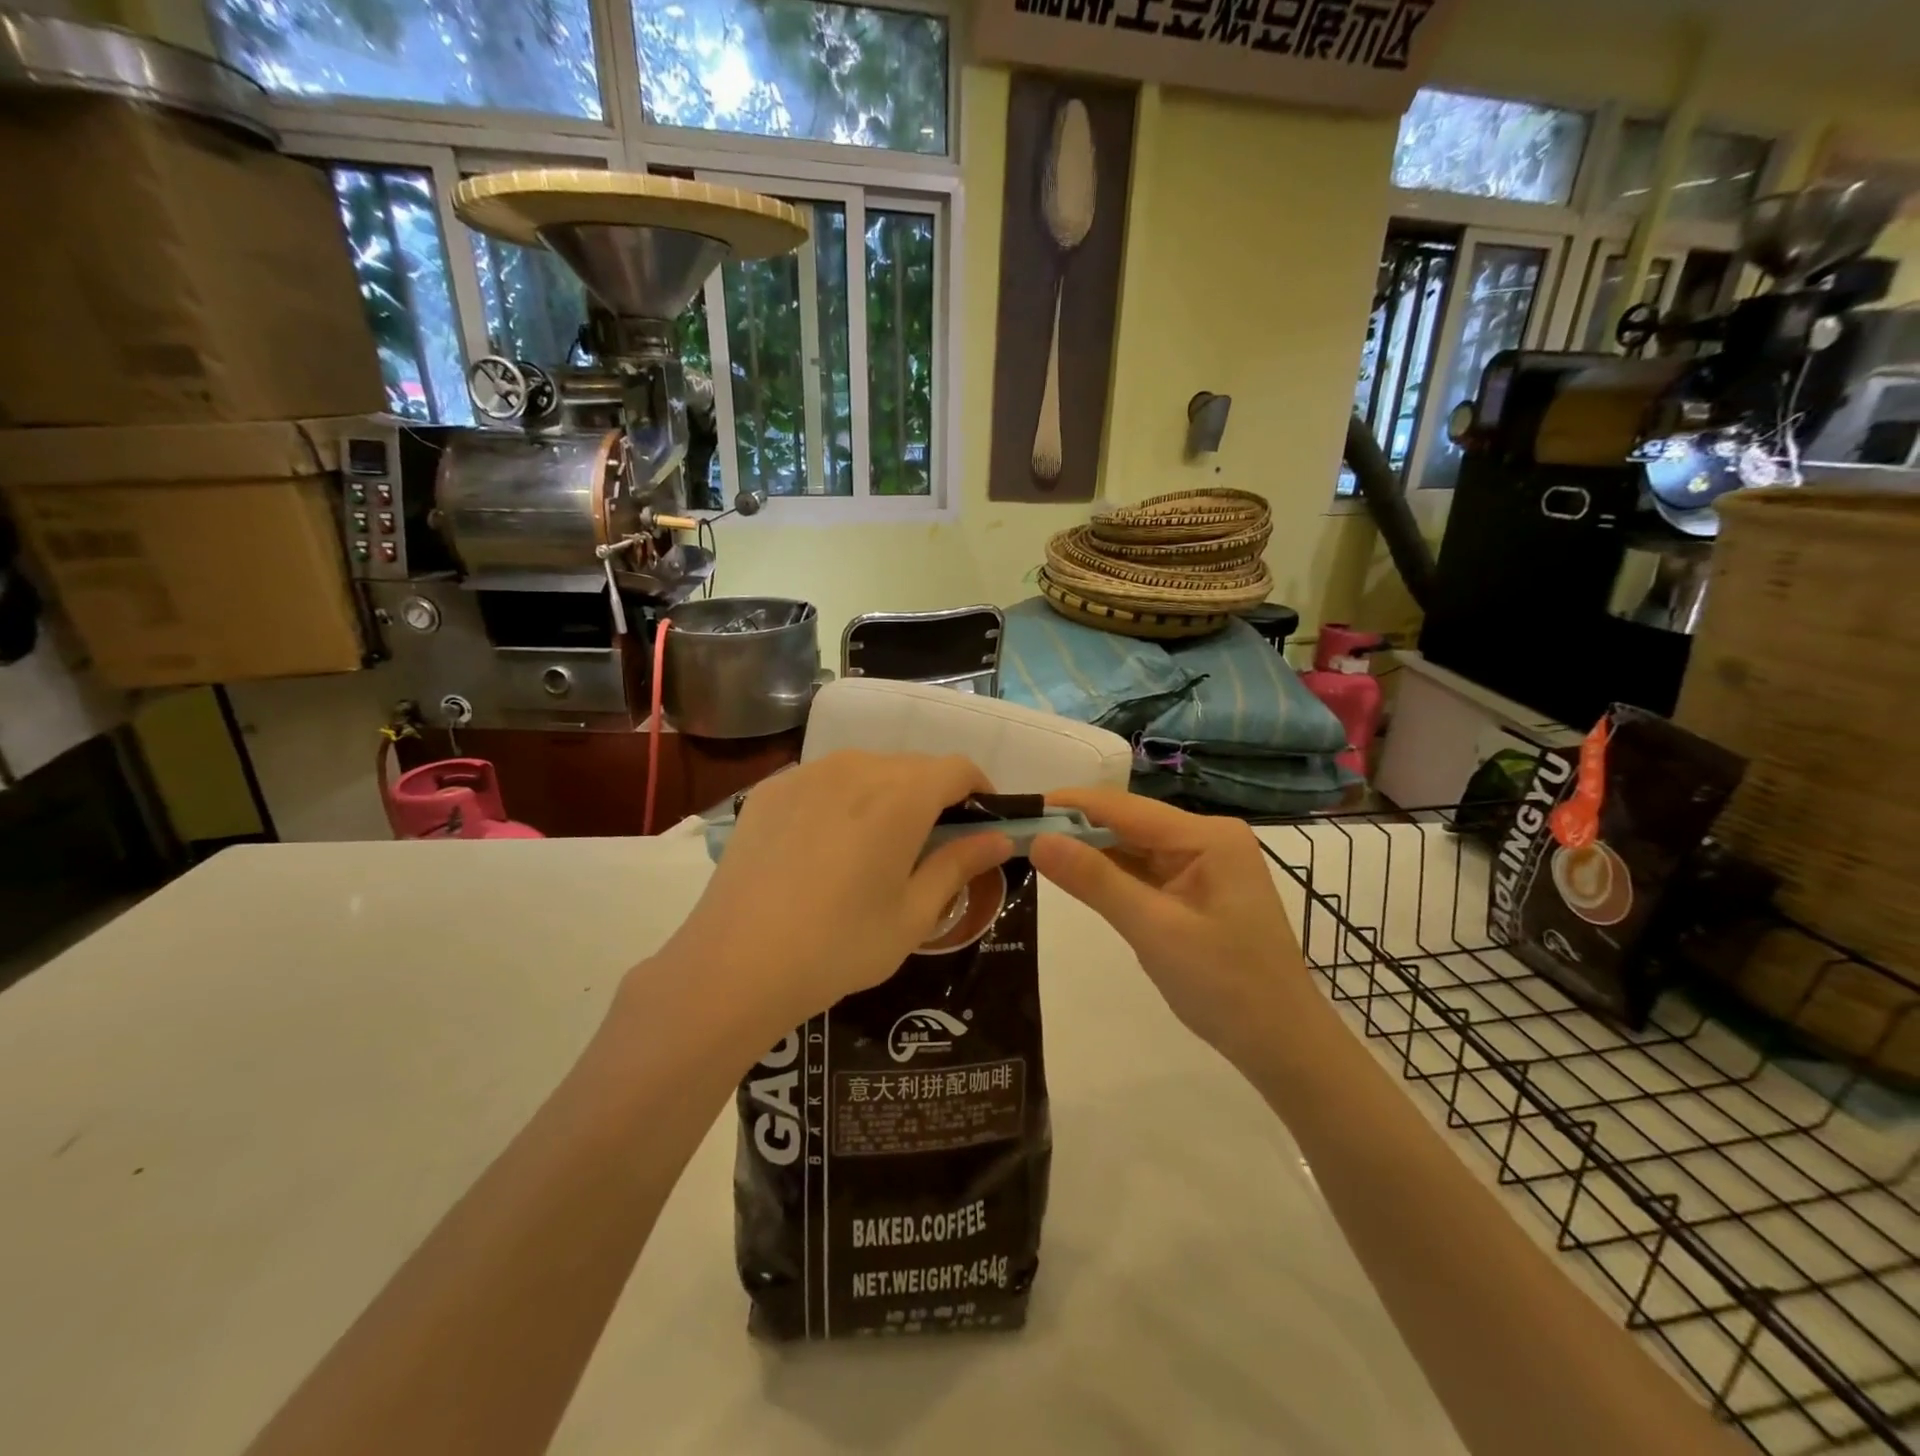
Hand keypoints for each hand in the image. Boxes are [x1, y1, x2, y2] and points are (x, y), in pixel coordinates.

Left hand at [661, 752, 1013, 1034]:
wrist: (735, 964)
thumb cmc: (840, 945)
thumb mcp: (914, 914)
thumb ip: (960, 865)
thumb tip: (999, 839)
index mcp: (901, 795)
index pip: (958, 768)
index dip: (980, 791)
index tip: (981, 825)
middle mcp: (856, 767)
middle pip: (913, 767)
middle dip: (934, 796)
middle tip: (931, 846)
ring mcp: (807, 774)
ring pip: (867, 769)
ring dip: (887, 796)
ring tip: (875, 847)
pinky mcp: (770, 789)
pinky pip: (824, 781)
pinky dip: (842, 800)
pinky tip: (825, 848)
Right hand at [1029, 788, 1318, 1070]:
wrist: (1282, 1046)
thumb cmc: (1225, 987)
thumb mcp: (1154, 930)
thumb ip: (1095, 881)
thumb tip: (1039, 840)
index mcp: (1207, 836)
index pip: (1124, 808)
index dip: (1070, 805)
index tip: (1019, 808)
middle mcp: (1206, 839)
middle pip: (1128, 824)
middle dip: (1075, 829)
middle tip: (1017, 835)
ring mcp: (1203, 865)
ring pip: (1133, 848)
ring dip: (1089, 851)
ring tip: (1034, 849)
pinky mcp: (1195, 890)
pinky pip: (1144, 872)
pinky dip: (1110, 875)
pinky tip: (1076, 875)